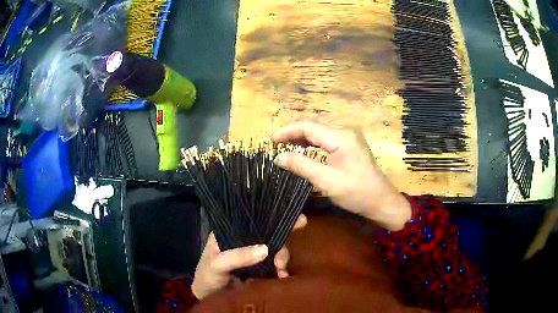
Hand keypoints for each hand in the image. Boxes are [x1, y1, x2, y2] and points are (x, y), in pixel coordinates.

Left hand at [192, 214, 306, 298]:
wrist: (209, 298)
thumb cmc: (207, 276)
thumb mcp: (217, 264)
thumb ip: (237, 256)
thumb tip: (265, 249)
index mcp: (230, 232)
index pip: (253, 219)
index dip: (272, 216)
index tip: (295, 218)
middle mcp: (244, 240)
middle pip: (268, 234)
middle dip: (280, 244)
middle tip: (281, 260)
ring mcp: (253, 254)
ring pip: (274, 249)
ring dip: (282, 258)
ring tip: (281, 271)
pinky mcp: (260, 268)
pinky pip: (275, 264)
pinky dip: (281, 269)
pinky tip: (282, 276)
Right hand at [272, 121, 410, 230]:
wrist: (381, 201)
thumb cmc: (356, 192)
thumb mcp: (326, 180)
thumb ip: (301, 165)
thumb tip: (278, 157)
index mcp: (341, 136)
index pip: (308, 126)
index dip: (287, 131)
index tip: (271, 140)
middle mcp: (345, 131)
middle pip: (314, 125)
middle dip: (293, 132)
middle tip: (276, 144)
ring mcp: (349, 137)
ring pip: (320, 131)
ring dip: (302, 137)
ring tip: (285, 146)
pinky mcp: (350, 145)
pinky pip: (327, 139)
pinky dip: (313, 143)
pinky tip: (304, 150)